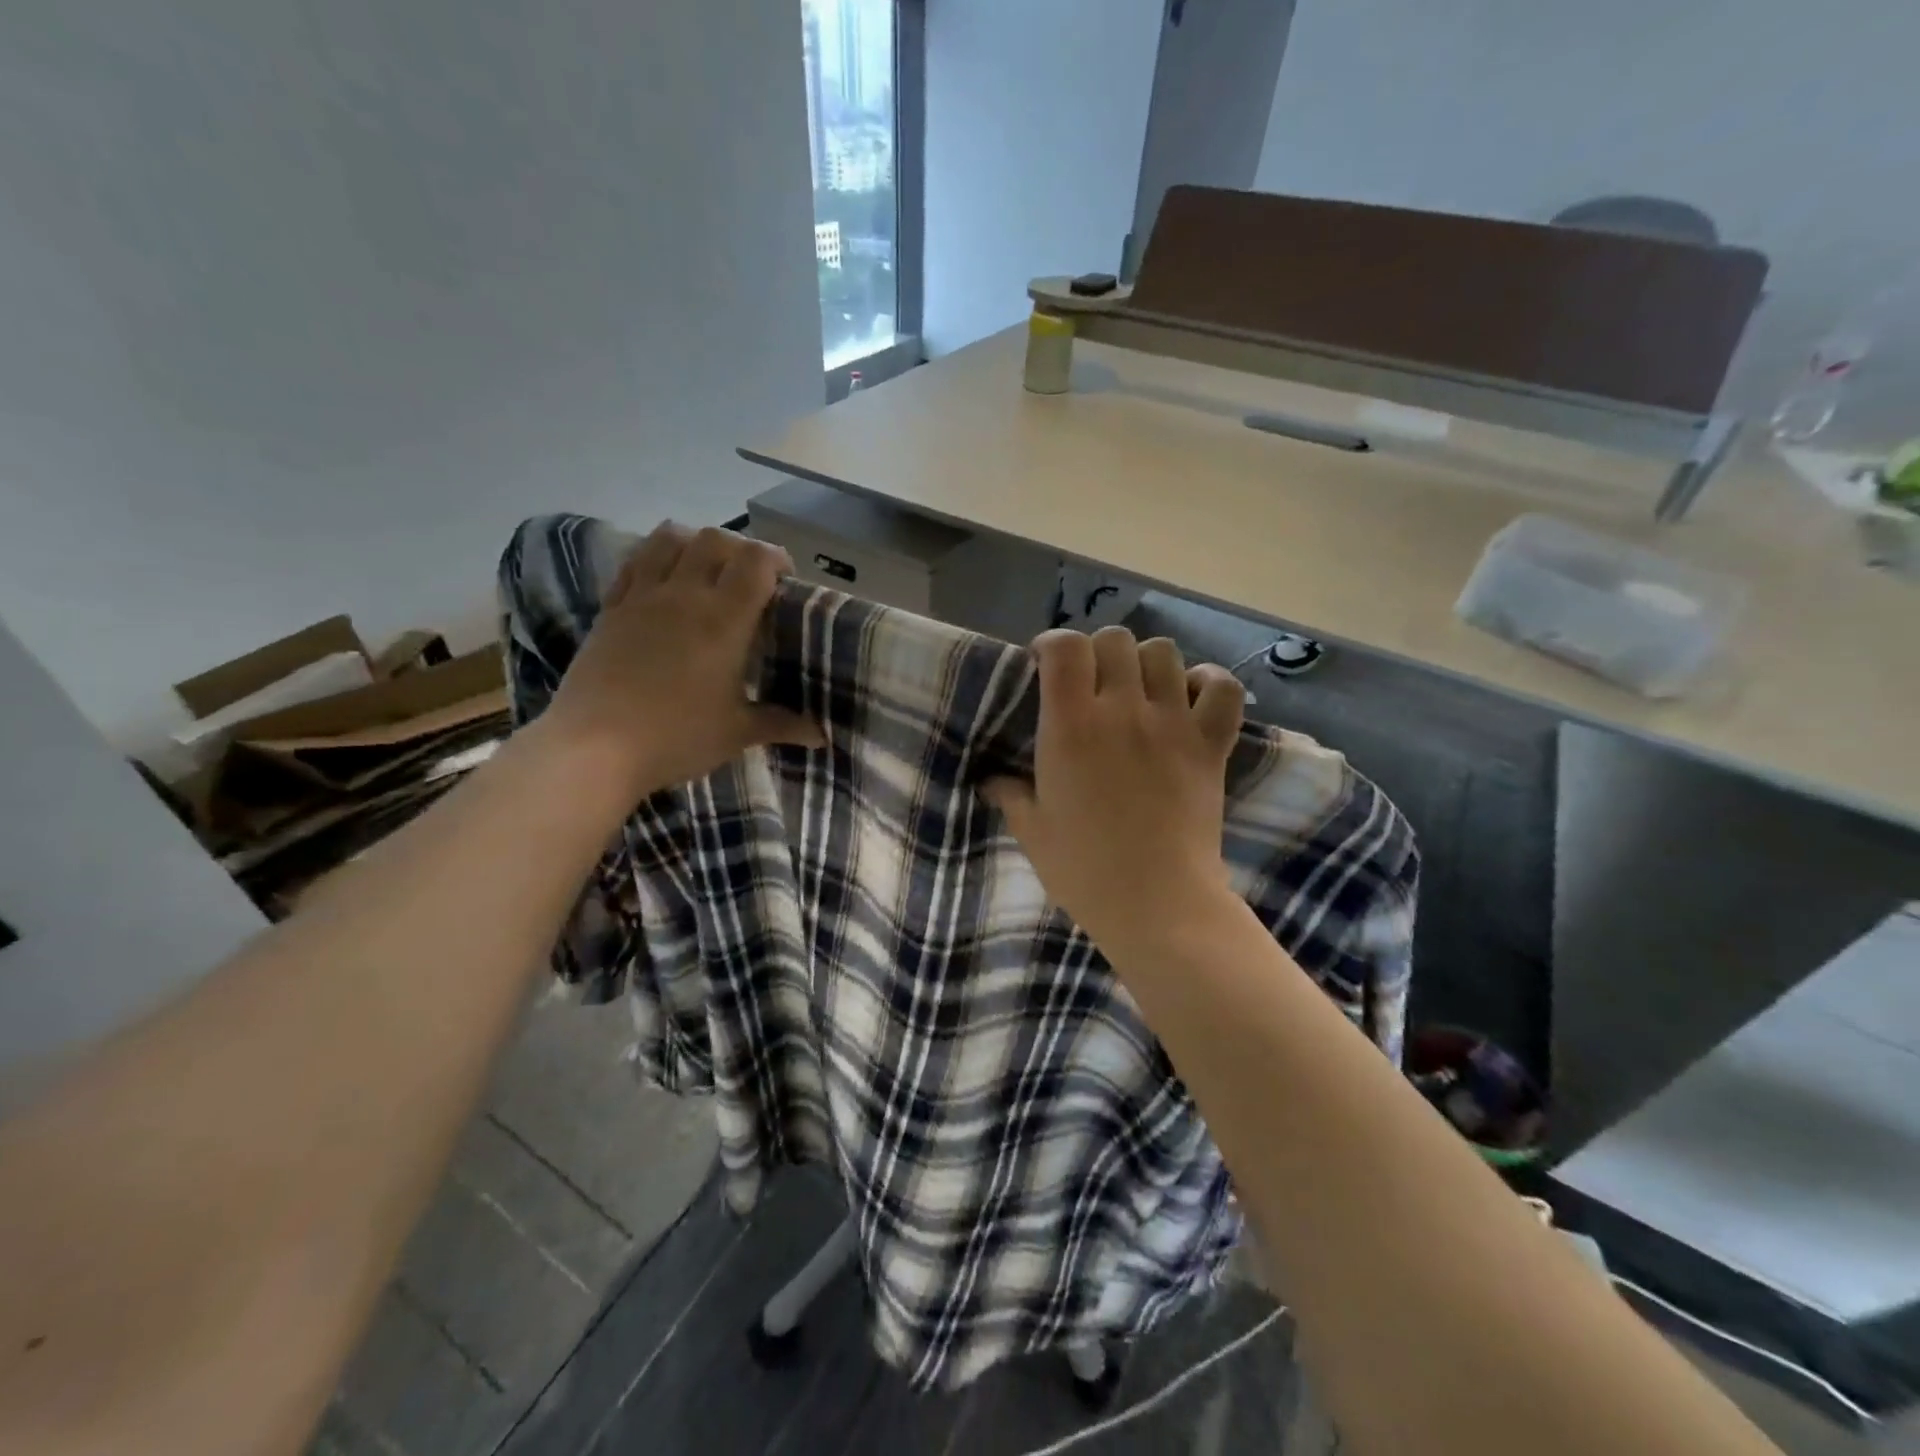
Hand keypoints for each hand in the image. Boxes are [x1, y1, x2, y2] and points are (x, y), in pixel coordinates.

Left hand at [538, 521, 824, 800]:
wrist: (594, 748)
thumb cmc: (676, 737)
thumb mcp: (737, 733)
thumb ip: (781, 724)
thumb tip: (821, 735)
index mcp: (724, 619)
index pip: (756, 560)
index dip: (776, 559)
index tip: (785, 582)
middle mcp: (684, 594)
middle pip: (714, 539)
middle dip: (738, 549)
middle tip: (748, 579)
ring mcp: (641, 597)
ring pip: (669, 538)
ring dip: (694, 543)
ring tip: (704, 570)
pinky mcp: (610, 608)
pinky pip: (634, 563)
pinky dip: (654, 559)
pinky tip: (662, 585)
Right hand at [983, 628, 1245, 951]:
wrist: (1157, 903)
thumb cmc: (1084, 868)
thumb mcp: (1032, 830)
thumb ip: (1009, 794)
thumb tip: (990, 781)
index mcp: (1071, 725)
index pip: (1065, 646)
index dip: (1054, 644)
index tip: (1047, 665)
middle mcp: (1122, 709)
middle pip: (1115, 640)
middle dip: (1098, 652)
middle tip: (1092, 684)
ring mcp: (1172, 723)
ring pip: (1164, 652)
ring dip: (1147, 663)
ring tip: (1139, 691)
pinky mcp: (1210, 744)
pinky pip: (1222, 688)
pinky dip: (1208, 684)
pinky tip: (1189, 700)